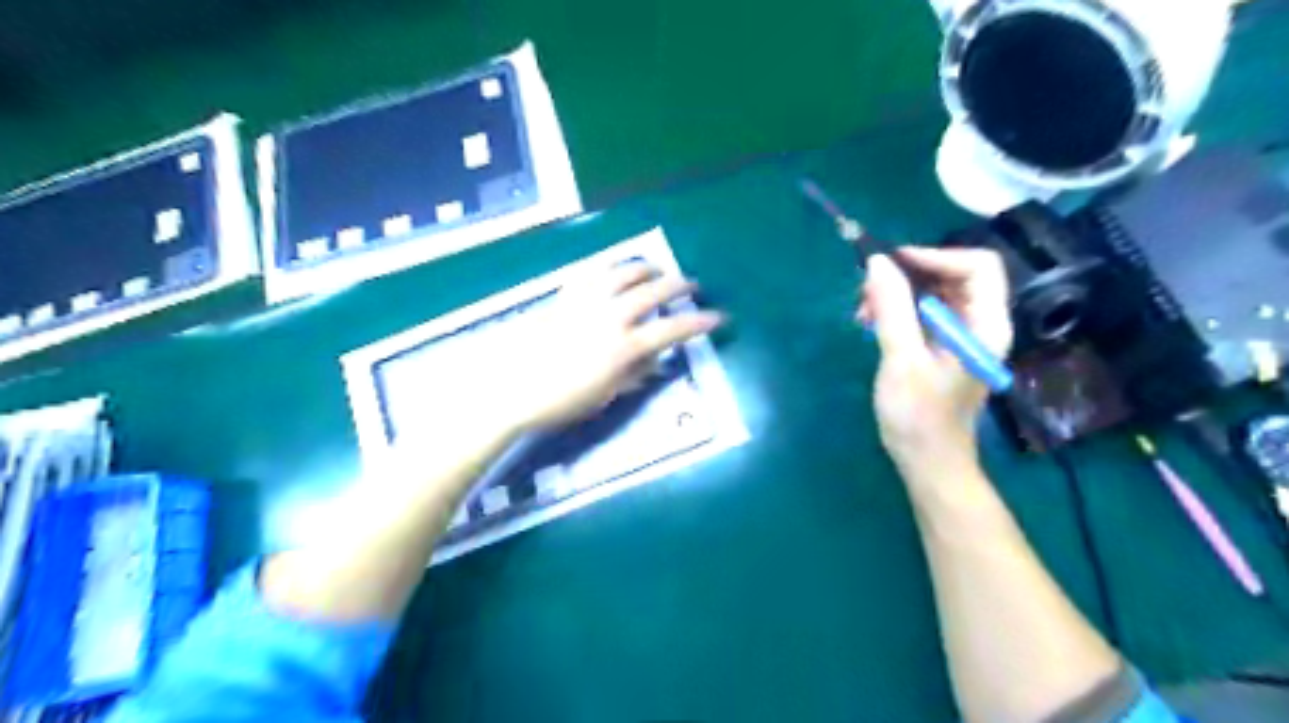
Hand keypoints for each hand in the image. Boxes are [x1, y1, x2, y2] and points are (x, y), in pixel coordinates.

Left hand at [505, 263, 723, 430]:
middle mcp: (609, 316)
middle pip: (652, 291)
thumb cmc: (560, 402)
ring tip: (656, 268)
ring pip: (622, 272)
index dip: (699, 322)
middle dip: (678, 285)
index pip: (672, 329)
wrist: (510, 389)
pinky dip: (608, 265)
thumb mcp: (605, 395)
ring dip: (645, 267)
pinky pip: (589, 271)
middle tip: (691, 285)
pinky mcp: (563, 296)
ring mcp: (584, 301)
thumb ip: (633, 374)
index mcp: (622, 347)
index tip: (718, 317)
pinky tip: (614, 266)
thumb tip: (654, 359)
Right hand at [860, 249, 1010, 480]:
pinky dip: (897, 309)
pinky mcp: (942, 347)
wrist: (928, 461)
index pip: (978, 266)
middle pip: (953, 275)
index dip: (936, 256)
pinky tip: (871, 323)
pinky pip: (923, 312)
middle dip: (908, 275)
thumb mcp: (902, 359)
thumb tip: (877, 261)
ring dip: (897, 292)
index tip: (892, 265)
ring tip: (863, 311)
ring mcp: (961, 335)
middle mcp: (980, 323)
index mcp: (985, 324)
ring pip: (934, 292)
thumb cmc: (919, 416)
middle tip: (868, 290)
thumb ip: (892, 308)